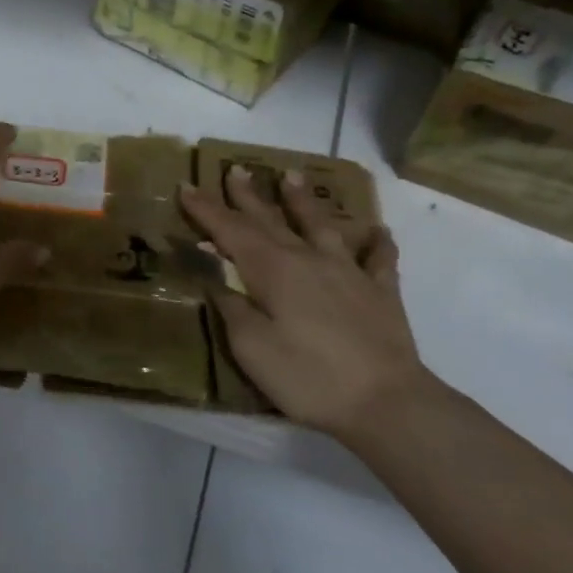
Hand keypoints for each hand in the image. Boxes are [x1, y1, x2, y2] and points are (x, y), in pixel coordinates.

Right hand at [179, 167, 433, 438]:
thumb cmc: (307, 376)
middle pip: (270, 220)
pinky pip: (379, 260)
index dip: (206, 209)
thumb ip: (231, 305)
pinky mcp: (380, 293)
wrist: (386, 403)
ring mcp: (348, 272)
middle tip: (236, 170)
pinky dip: (377, 244)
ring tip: (291, 176)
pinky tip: (378, 233)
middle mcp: (308, 259)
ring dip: (303, 201)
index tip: (186, 187)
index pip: (230, 230)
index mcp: (271, 270)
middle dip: (248, 196)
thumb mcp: (250, 346)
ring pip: (321, 226)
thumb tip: (213, 274)